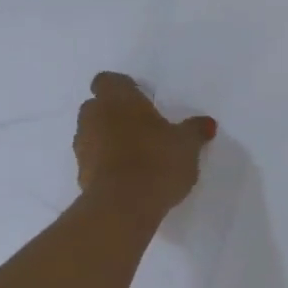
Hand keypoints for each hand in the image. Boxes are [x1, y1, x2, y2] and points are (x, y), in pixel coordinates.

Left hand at [74, 72, 215, 219]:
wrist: (123, 207)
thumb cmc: (157, 161)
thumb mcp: (187, 144)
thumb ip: (195, 130)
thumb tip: (206, 123)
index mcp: (118, 99)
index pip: (108, 80)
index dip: (124, 88)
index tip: (142, 100)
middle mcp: (94, 116)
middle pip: (98, 106)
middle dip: (116, 113)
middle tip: (143, 127)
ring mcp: (83, 146)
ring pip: (94, 133)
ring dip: (109, 139)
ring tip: (138, 154)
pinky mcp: (80, 174)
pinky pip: (94, 160)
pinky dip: (107, 164)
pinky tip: (130, 177)